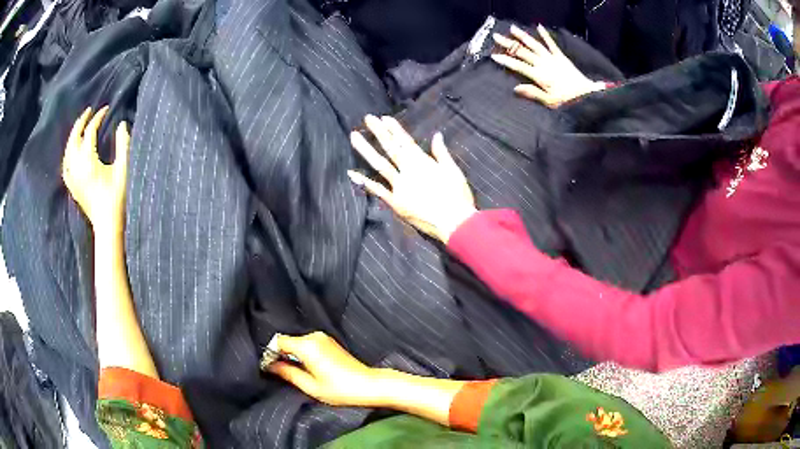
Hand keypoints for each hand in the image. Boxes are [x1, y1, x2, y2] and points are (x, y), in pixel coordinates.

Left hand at [62, 106, 130, 234]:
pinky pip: (65, 166)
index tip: (106, 109)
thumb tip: (121, 124)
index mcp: (88, 160)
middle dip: (81, 122)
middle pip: (74, 138)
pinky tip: (70, 152)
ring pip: (68, 151)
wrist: (107, 225)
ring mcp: (73, 178)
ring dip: (73, 136)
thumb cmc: (117, 197)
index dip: (98, 117)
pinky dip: (67, 155)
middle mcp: (77, 167)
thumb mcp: (124, 169)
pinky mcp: (72, 187)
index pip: (90, 131)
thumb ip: (123, 144)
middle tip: (89, 111)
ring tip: (79, 127)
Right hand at [267, 332, 382, 406]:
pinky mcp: (329, 342)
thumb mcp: (310, 386)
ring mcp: (323, 338)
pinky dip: (302, 354)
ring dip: (292, 355)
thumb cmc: (340, 389)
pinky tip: (307, 368)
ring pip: (297, 343)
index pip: (278, 341)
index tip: (269, 367)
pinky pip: (307, 344)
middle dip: (281, 355)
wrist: (368, 385)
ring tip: (294, 372)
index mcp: (307, 345)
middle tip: (280, 373)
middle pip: (288, 341)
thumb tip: (270, 366)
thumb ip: (288, 373)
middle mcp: (314, 336)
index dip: (271, 353)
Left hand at [347, 115, 475, 242]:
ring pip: (379, 164)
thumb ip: (442, 153)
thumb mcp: (453, 171)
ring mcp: (399, 187)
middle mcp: (408, 171)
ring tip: (354, 136)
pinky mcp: (395, 202)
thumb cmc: (457, 197)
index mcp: (422, 162)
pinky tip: (351, 172)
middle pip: (390, 148)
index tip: (383, 118)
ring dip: (366, 149)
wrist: (455, 223)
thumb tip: (436, 135)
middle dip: (378, 132)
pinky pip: (377, 190)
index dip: (393, 129)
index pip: (405, 141)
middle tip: (367, 118)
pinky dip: (364, 181)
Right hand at [491, 25, 606, 107]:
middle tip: (496, 36)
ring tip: (512, 28)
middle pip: (524, 52)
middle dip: (509, 44)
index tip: (493, 55)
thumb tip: (515, 88)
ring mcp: (553, 59)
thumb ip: (533, 93)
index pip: (519, 66)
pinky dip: (545, 35)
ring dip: (523, 36)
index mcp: (540, 76)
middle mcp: (544, 64)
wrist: (587, 95)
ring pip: (535, 45)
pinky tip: (539, 27)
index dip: (506, 60)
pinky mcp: (561, 57)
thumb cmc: (568, 102)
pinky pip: (552, 44)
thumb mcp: (549, 102)